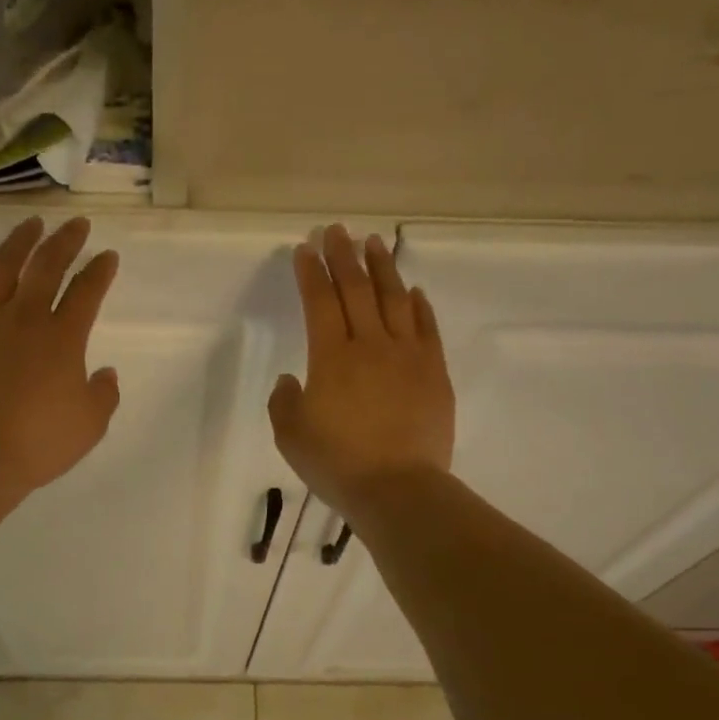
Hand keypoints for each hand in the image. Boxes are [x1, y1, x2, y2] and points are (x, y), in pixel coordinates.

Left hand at [0, 216, 120, 494]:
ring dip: (17, 242)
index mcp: (63, 337)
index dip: (100, 271)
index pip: (87, 292)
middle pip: (47, 266)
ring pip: (1, 268)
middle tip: (76, 224)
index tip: (108, 256)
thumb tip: (104, 372)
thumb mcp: (90, 425)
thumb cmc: (39, 441)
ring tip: (30, 223)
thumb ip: (104, 394)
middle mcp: (24, 318)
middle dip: (65, 241)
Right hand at [269, 225, 454, 515]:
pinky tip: (413, 290)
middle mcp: (370, 345)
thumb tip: (292, 378)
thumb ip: (284, 401)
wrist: (398, 488)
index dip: (310, 272)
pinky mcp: (434, 372)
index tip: (305, 249)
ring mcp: (407, 356)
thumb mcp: (290, 436)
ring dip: (382, 268)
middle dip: (343, 256)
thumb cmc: (337, 463)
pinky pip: (427, 328)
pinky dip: (419, 305)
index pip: (319, 301)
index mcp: (331, 357)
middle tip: (336, 231)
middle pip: (356, 290)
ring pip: (394, 299)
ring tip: (374, 244)